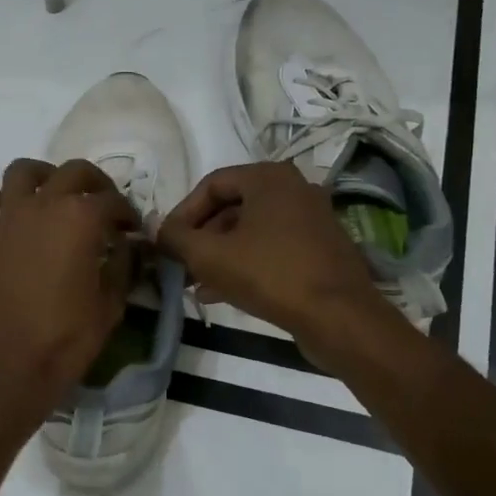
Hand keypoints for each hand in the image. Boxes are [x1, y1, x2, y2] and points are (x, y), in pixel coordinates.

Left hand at [0, 158, 140, 411]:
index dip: (128, 215)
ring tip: (53, 194)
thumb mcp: (111, 305)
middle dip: (95, 184)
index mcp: (81, 219)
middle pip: (74, 173)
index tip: (132, 232)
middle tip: (103, 207)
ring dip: (41, 175)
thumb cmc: (67, 339)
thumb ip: (122, 266)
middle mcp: (43, 206)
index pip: (113, 202)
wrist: (10, 368)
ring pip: (21, 172)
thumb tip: (128, 246)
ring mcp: (6, 221)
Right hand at [157, 162, 379, 341]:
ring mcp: (312, 220)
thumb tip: (155, 228)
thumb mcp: (210, 255)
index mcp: (269, 178)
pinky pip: (271, 249)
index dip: (182, 213)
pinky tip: (222, 294)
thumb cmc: (270, 275)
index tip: (166, 244)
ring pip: (250, 232)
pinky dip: (245, 264)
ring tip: (195, 285)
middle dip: (201, 238)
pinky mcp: (320, 250)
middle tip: (180, 266)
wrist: (339, 317)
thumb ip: (176, 238)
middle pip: (231, 208)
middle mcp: (294, 190)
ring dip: (219, 255)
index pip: (211, 185)